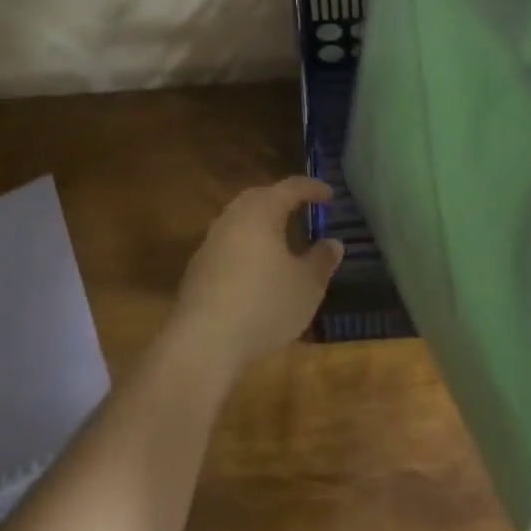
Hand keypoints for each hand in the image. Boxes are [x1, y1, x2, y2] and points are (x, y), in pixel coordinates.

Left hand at [169, 176, 343, 375]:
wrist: (203, 342)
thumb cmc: (264, 305)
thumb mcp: (307, 286)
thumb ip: (321, 261)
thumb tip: (333, 243)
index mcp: (261, 212)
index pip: (290, 188)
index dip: (312, 188)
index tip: (329, 194)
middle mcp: (233, 218)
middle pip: (259, 197)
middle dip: (280, 199)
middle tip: (300, 208)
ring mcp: (210, 242)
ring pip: (239, 220)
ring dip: (260, 223)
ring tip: (279, 238)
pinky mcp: (197, 268)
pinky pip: (227, 244)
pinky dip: (245, 246)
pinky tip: (254, 269)